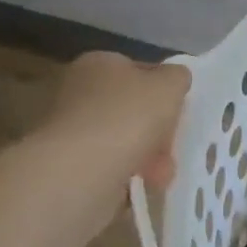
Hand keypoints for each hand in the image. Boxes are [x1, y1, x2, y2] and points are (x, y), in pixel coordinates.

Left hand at [29, 51, 191, 194]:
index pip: (139, 70)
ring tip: (162, 174)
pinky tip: (143, 183)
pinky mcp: (67, 161)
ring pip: (122, 138)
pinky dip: (128, 172)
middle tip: (172, 146)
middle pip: (131, 107)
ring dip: (147, 154)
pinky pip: (109, 163)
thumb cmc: (128, 116)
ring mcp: (69, 127)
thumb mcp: (170, 85)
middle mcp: (78, 89)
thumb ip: (177, 77)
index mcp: (100, 63)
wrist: (81, 170)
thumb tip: (175, 78)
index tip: (179, 111)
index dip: (163, 90)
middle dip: (156, 129)